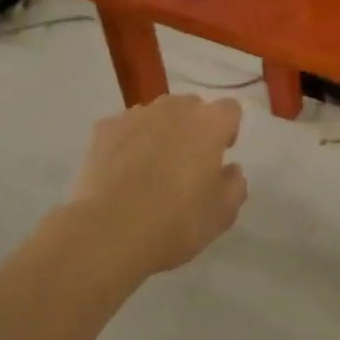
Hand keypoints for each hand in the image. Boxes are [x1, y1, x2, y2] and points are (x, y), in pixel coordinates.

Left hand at [67, 95, 246, 275]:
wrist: (109, 232)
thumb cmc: (176, 222)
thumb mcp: (221, 215)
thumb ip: (234, 186)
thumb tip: (230, 170)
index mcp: (209, 124)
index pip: (229, 110)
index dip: (228, 130)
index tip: (220, 155)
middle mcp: (174, 109)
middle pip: (191, 107)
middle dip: (193, 128)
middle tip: (186, 164)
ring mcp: (136, 115)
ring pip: (156, 115)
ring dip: (159, 132)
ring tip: (149, 169)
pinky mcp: (104, 129)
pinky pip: (124, 129)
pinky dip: (127, 143)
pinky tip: (121, 173)